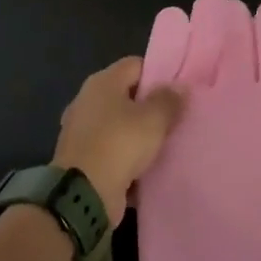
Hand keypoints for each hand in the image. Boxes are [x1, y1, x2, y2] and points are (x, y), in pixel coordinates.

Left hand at [53, 57, 182, 229]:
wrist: (82, 195)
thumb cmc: (119, 144)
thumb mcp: (153, 119)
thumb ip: (169, 100)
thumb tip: (180, 86)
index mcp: (102, 82)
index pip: (135, 65)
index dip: (158, 74)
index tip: (178, 90)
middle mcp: (87, 101)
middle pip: (126, 95)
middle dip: (149, 106)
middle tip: (175, 117)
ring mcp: (81, 131)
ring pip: (118, 125)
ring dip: (137, 134)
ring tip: (164, 143)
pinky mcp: (81, 159)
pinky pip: (110, 150)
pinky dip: (125, 157)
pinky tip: (146, 167)